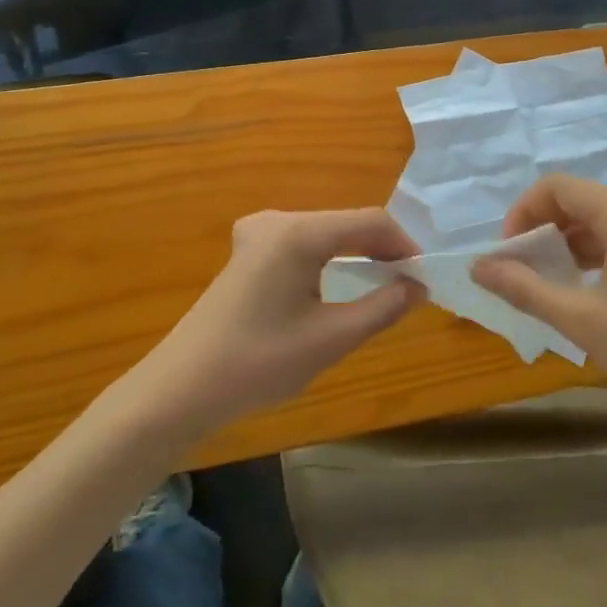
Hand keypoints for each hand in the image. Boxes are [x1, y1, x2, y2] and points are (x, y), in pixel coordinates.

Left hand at [142, 209, 424, 430]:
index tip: (424, 276)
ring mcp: (259, 231)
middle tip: (408, 284)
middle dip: (381, 248)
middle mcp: (279, 219)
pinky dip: (329, 256)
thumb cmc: (258, 363)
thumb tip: (418, 287)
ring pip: (326, 231)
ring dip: (356, 252)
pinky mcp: (249, 248)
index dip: (403, 244)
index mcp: (298, 232)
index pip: (369, 221)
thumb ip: (381, 308)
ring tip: (383, 284)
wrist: (182, 386)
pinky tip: (339, 281)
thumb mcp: (330, 339)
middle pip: (346, 222)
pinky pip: (303, 241)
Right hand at [472, 176, 606, 415]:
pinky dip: (591, 251)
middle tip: (522, 269)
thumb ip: (525, 289)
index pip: (556, 186)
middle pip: (576, 199)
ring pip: (597, 218)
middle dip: (541, 228)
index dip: (522, 213)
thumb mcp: (582, 320)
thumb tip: (479, 267)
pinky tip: (582, 287)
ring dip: (565, 241)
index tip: (508, 253)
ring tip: (546, 281)